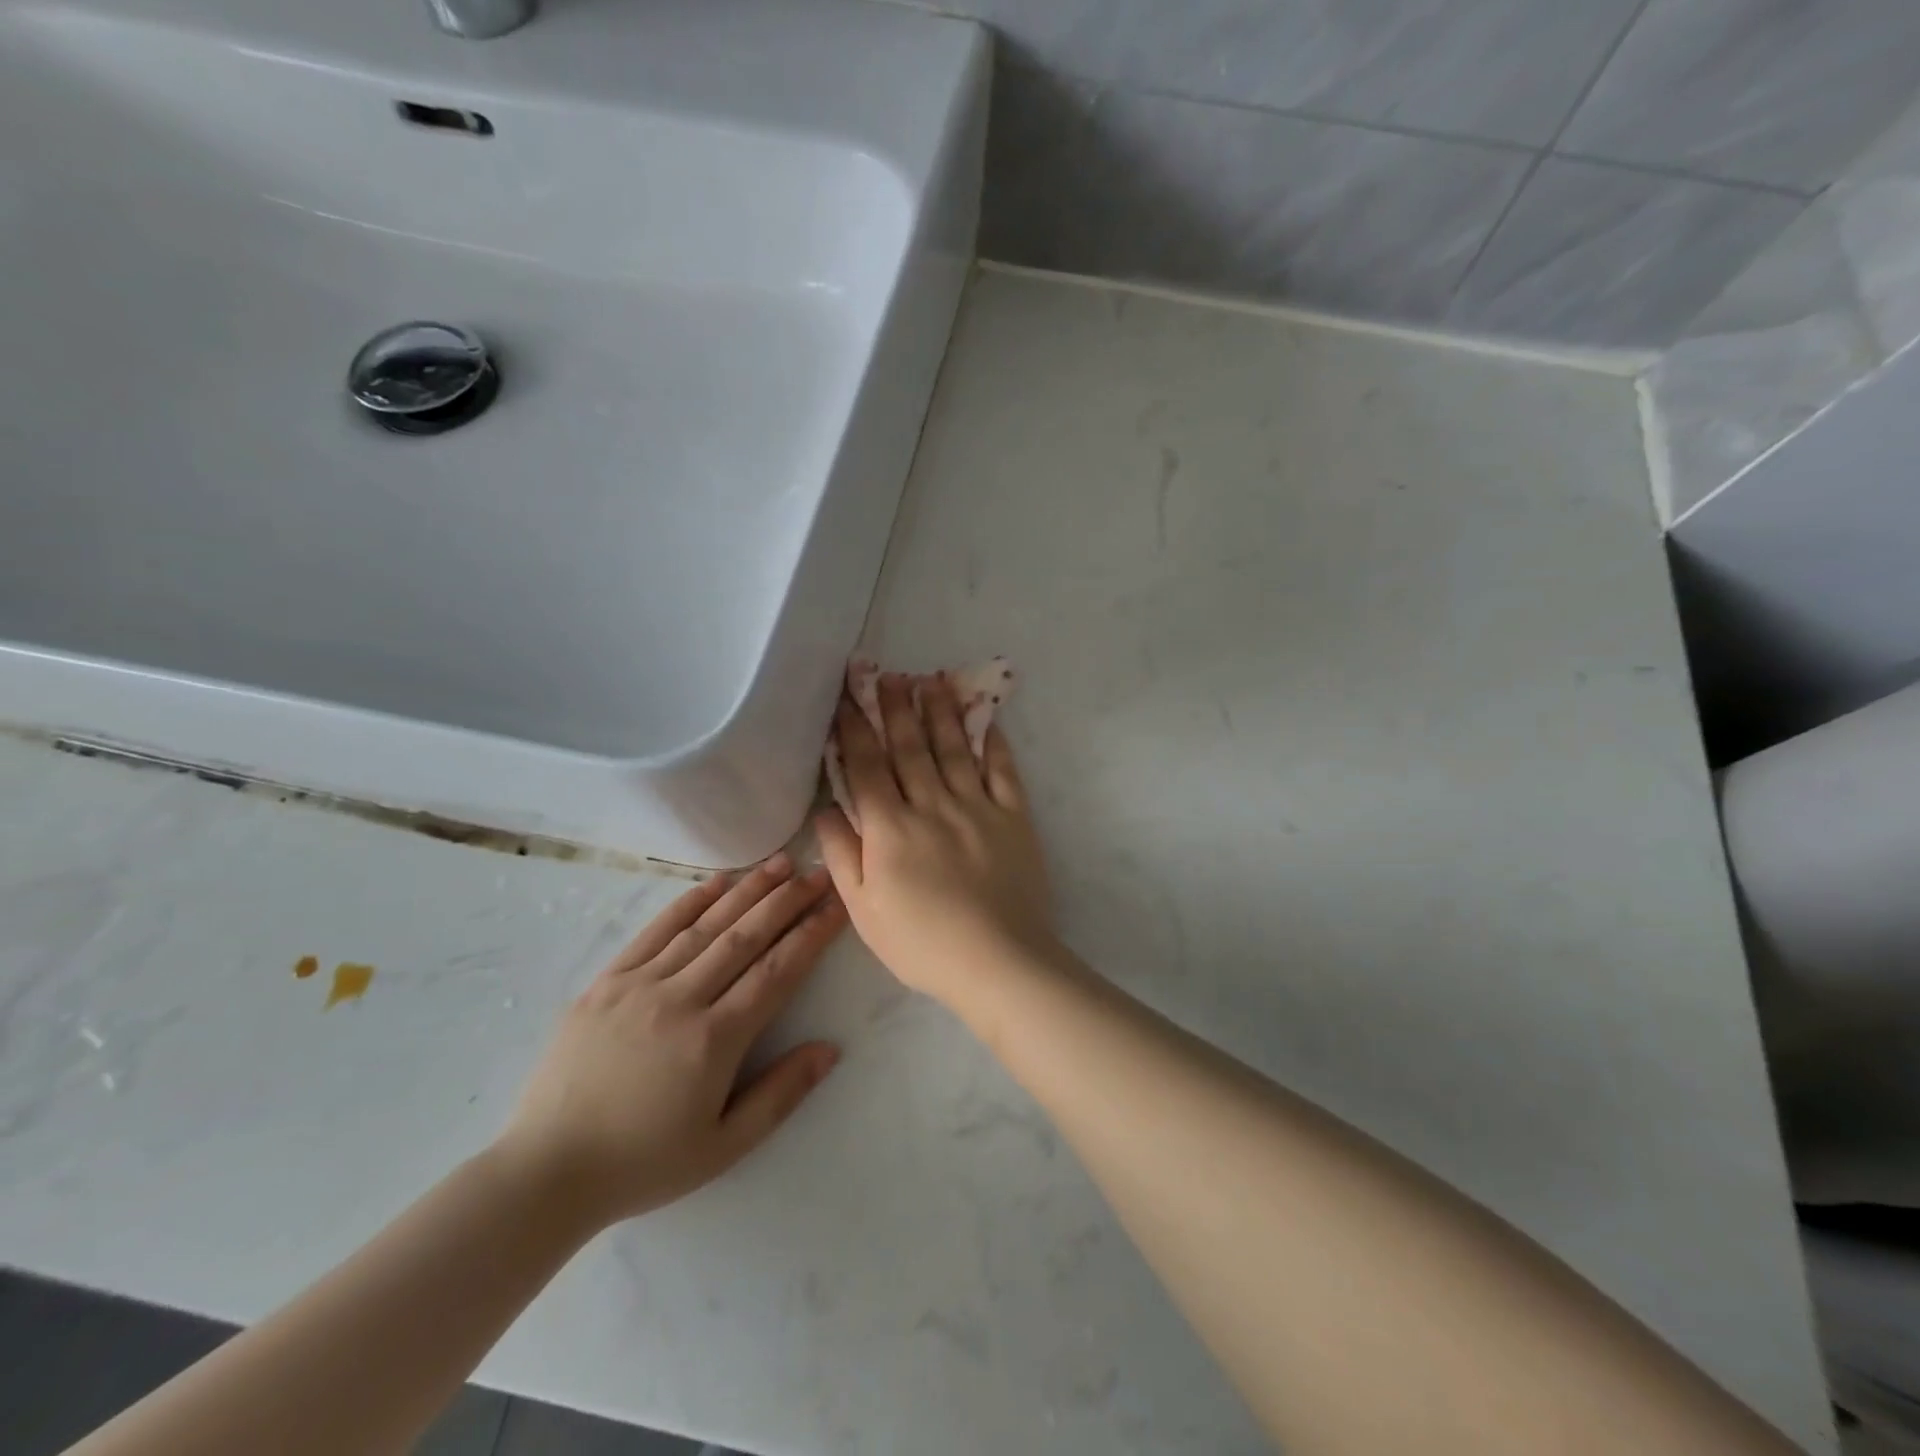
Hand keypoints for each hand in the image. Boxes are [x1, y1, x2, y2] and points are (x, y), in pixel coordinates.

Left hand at [495, 856, 844, 1229]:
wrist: (546, 1173)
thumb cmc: (644, 1163)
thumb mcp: (724, 1147)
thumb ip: (781, 1095)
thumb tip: (830, 1049)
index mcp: (714, 1041)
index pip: (776, 972)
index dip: (812, 934)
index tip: (837, 904)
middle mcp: (680, 1000)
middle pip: (746, 937)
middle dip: (788, 901)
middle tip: (819, 872)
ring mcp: (638, 985)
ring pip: (705, 926)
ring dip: (747, 891)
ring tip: (780, 863)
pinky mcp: (606, 982)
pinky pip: (655, 932)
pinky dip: (689, 903)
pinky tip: (717, 883)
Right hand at [817, 673, 1056, 1012]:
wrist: (998, 962)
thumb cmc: (922, 943)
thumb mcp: (864, 911)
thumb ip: (842, 856)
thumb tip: (826, 810)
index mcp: (890, 829)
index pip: (866, 766)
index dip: (854, 729)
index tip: (846, 698)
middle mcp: (932, 805)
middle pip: (909, 747)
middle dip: (895, 707)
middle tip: (886, 673)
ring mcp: (977, 807)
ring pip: (954, 748)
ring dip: (940, 711)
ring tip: (930, 680)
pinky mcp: (1014, 817)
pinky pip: (1003, 770)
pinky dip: (994, 742)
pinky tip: (986, 718)